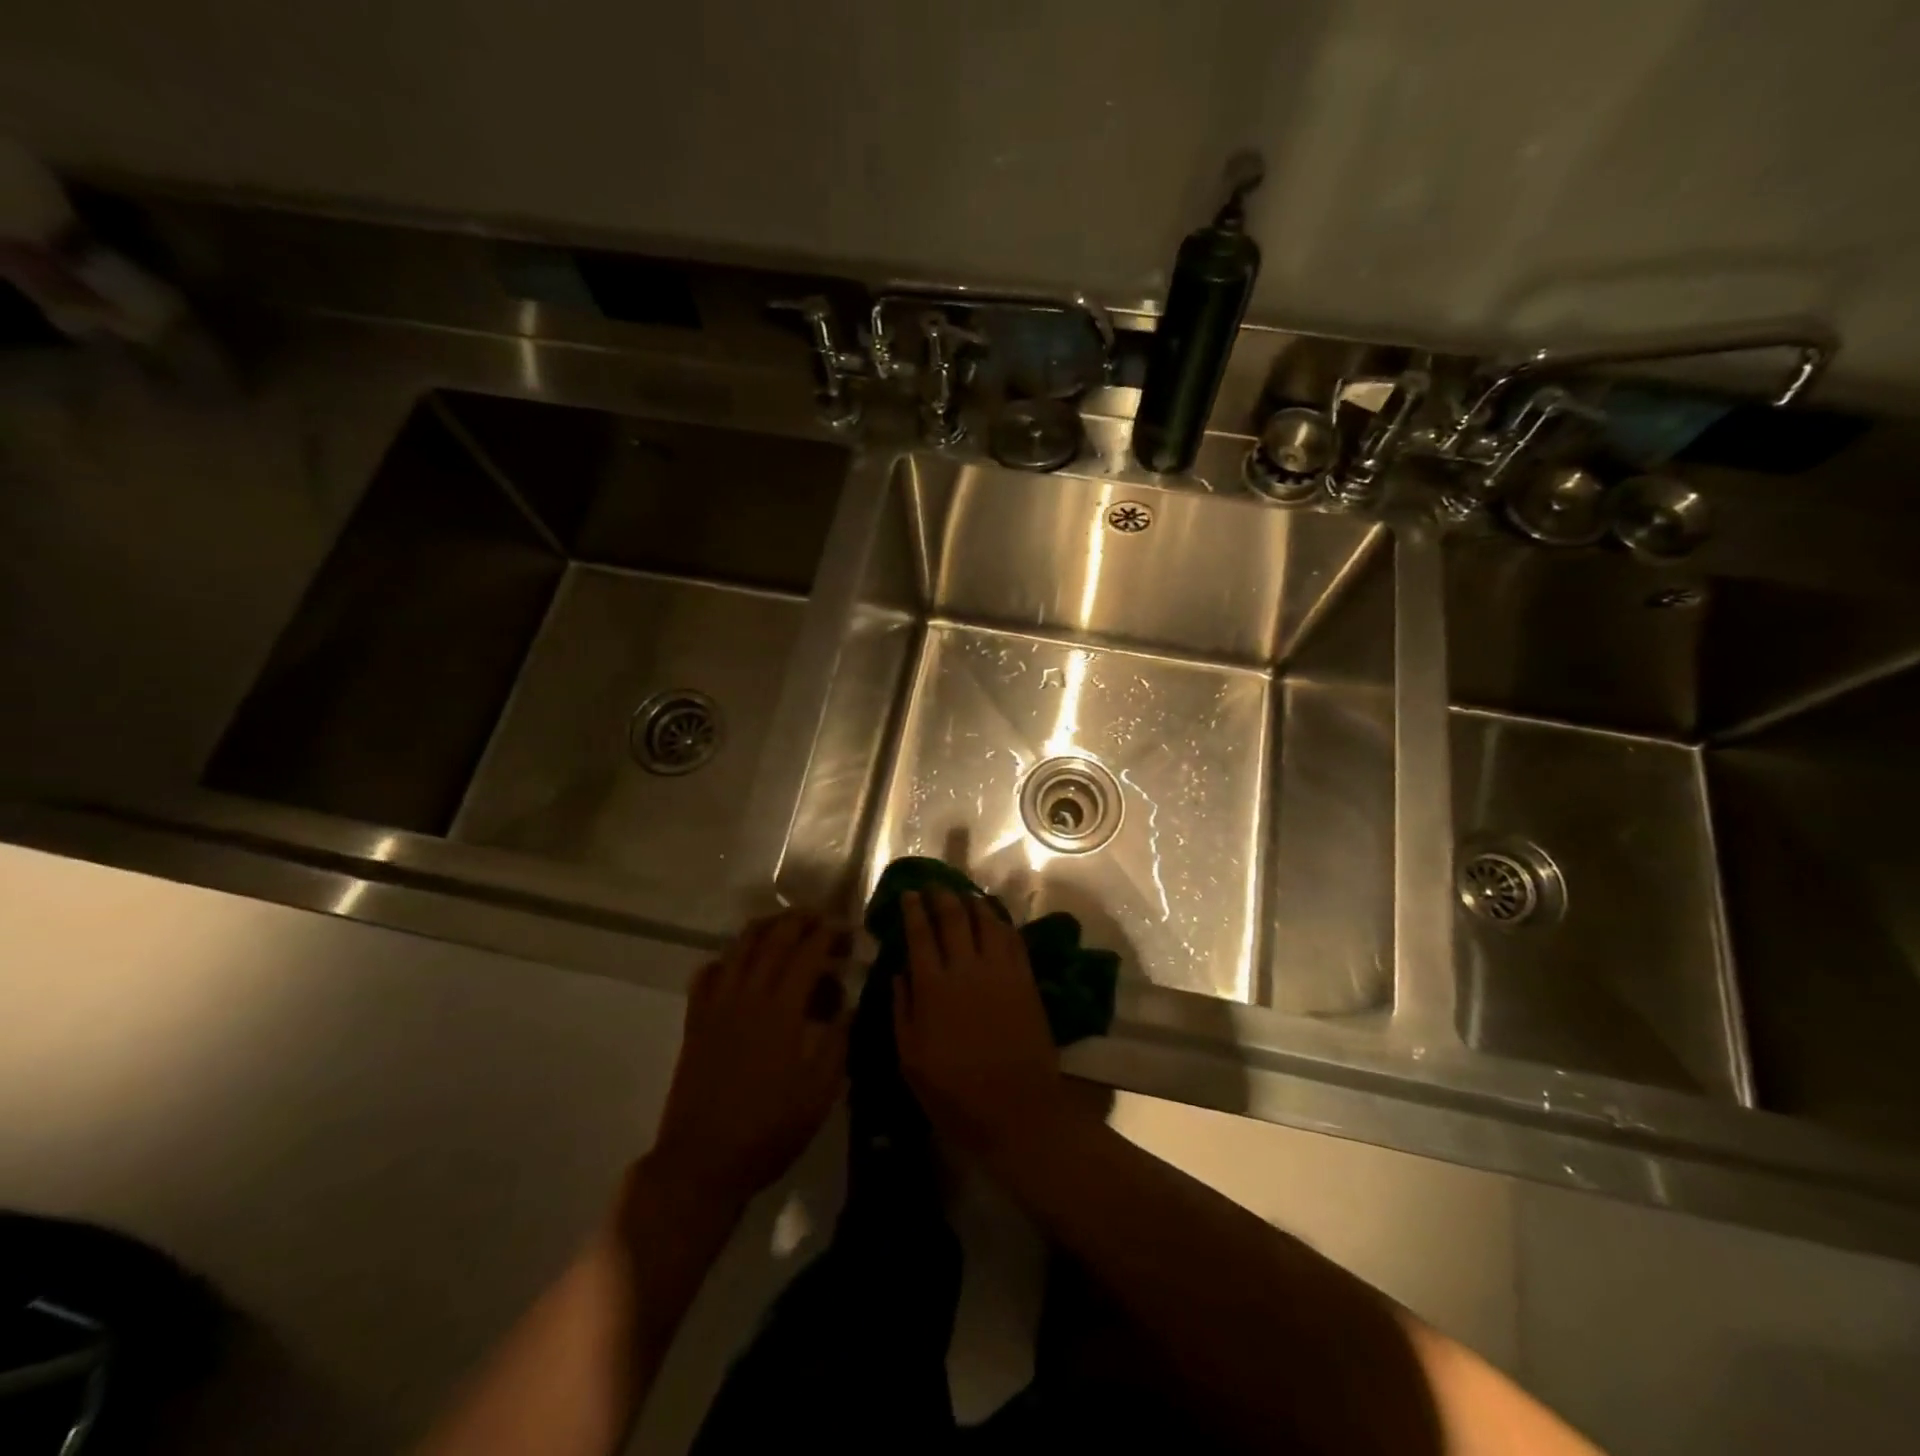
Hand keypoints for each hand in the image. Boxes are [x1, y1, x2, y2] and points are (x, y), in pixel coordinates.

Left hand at [646, 910, 850, 1209]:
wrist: (702, 1162)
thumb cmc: (769, 1130)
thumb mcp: (820, 1092)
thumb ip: (838, 1042)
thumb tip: (849, 1006)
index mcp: (782, 1009)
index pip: (808, 952)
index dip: (830, 935)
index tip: (848, 932)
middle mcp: (748, 995)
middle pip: (773, 938)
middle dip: (799, 920)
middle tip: (820, 920)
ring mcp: (717, 1005)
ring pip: (738, 947)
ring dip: (764, 928)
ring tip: (783, 927)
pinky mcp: (695, 1022)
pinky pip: (707, 974)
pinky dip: (725, 959)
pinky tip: (737, 966)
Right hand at [893, 890, 1072, 1160]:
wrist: (1016, 1110)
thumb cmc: (954, 1092)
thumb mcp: (911, 1059)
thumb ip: (902, 1010)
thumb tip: (899, 972)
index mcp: (933, 987)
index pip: (920, 934)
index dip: (913, 910)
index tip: (908, 894)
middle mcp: (966, 969)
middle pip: (954, 918)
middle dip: (942, 896)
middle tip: (934, 886)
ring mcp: (1000, 971)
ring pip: (986, 921)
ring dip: (973, 902)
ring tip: (964, 894)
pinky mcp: (1025, 980)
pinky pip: (1012, 939)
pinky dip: (1001, 921)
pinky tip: (994, 917)